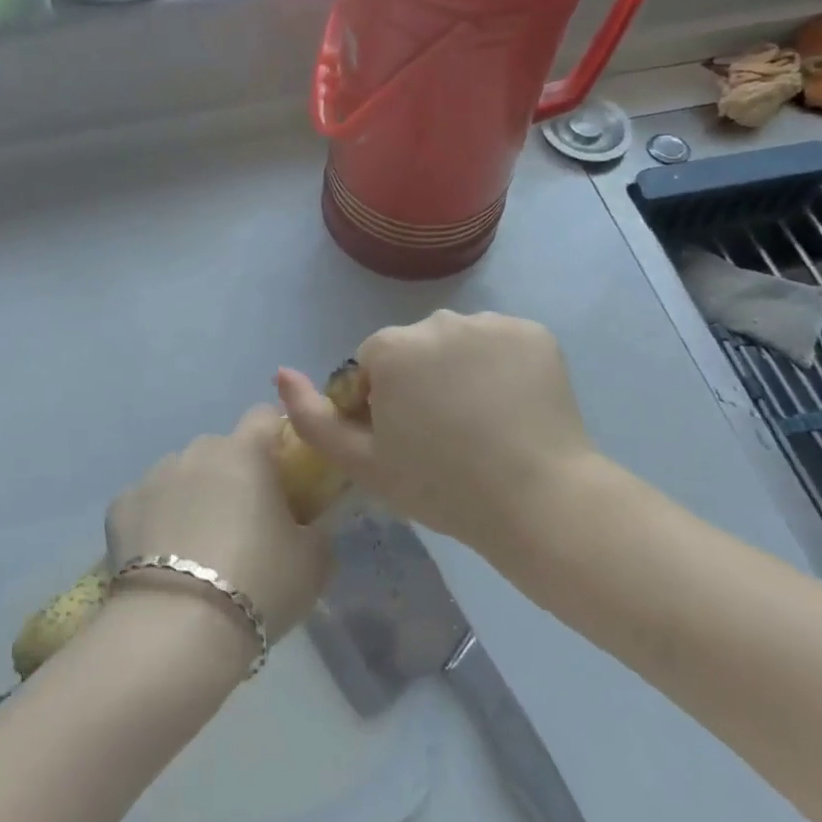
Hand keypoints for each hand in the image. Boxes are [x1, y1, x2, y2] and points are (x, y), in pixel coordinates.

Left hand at [105, 405, 330, 649]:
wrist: (179, 628)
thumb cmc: (259, 584)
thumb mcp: (315, 561)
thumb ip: (317, 526)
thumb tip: (307, 520)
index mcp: (246, 452)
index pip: (265, 416)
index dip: (276, 439)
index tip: (283, 474)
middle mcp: (197, 451)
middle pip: (222, 450)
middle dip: (233, 476)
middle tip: (244, 525)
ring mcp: (154, 475)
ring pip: (182, 475)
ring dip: (193, 497)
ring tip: (198, 551)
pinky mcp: (120, 506)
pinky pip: (146, 504)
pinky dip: (155, 522)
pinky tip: (162, 562)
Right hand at [276, 311, 597, 550]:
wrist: (540, 502)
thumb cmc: (442, 486)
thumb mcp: (363, 464)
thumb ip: (312, 418)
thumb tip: (281, 373)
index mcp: (393, 347)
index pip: (374, 362)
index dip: (383, 400)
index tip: (406, 438)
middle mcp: (438, 320)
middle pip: (416, 347)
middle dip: (420, 379)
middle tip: (445, 434)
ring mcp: (491, 323)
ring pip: (460, 342)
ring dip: (461, 369)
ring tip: (484, 422)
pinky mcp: (534, 333)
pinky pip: (502, 343)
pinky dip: (503, 366)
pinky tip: (514, 407)